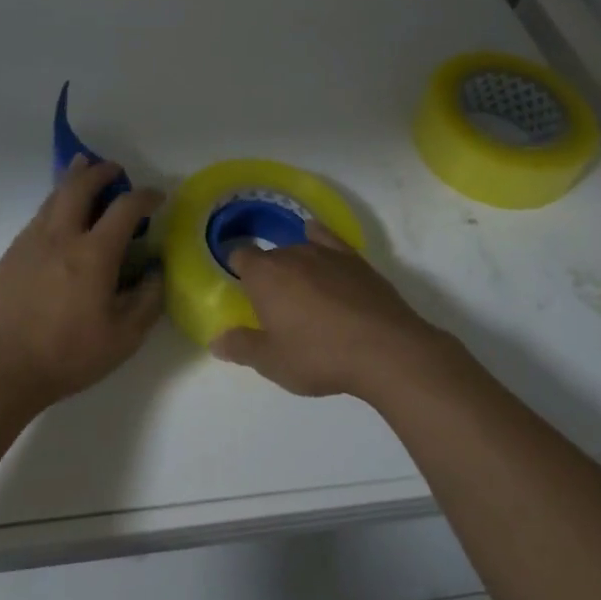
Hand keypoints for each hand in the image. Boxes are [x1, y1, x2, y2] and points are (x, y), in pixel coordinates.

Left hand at [0, 156, 164, 410]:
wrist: (0, 369)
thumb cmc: (67, 355)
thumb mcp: (123, 339)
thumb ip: (147, 301)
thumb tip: (156, 271)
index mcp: (93, 254)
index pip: (125, 208)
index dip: (145, 196)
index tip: (157, 196)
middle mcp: (61, 237)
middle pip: (80, 186)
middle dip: (100, 171)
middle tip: (114, 169)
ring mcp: (30, 242)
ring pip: (53, 197)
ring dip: (73, 179)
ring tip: (82, 169)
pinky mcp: (10, 255)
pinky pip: (37, 217)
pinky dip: (54, 205)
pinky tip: (57, 216)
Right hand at [210, 222, 444, 398]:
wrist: (385, 349)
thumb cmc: (319, 356)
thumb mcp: (273, 362)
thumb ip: (242, 348)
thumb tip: (216, 341)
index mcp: (264, 276)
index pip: (240, 256)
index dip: (238, 268)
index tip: (241, 287)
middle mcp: (291, 254)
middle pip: (271, 256)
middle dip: (269, 275)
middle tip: (275, 306)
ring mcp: (326, 253)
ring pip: (299, 249)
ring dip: (295, 265)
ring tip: (301, 290)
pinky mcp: (355, 259)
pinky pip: (328, 239)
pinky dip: (319, 237)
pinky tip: (316, 238)